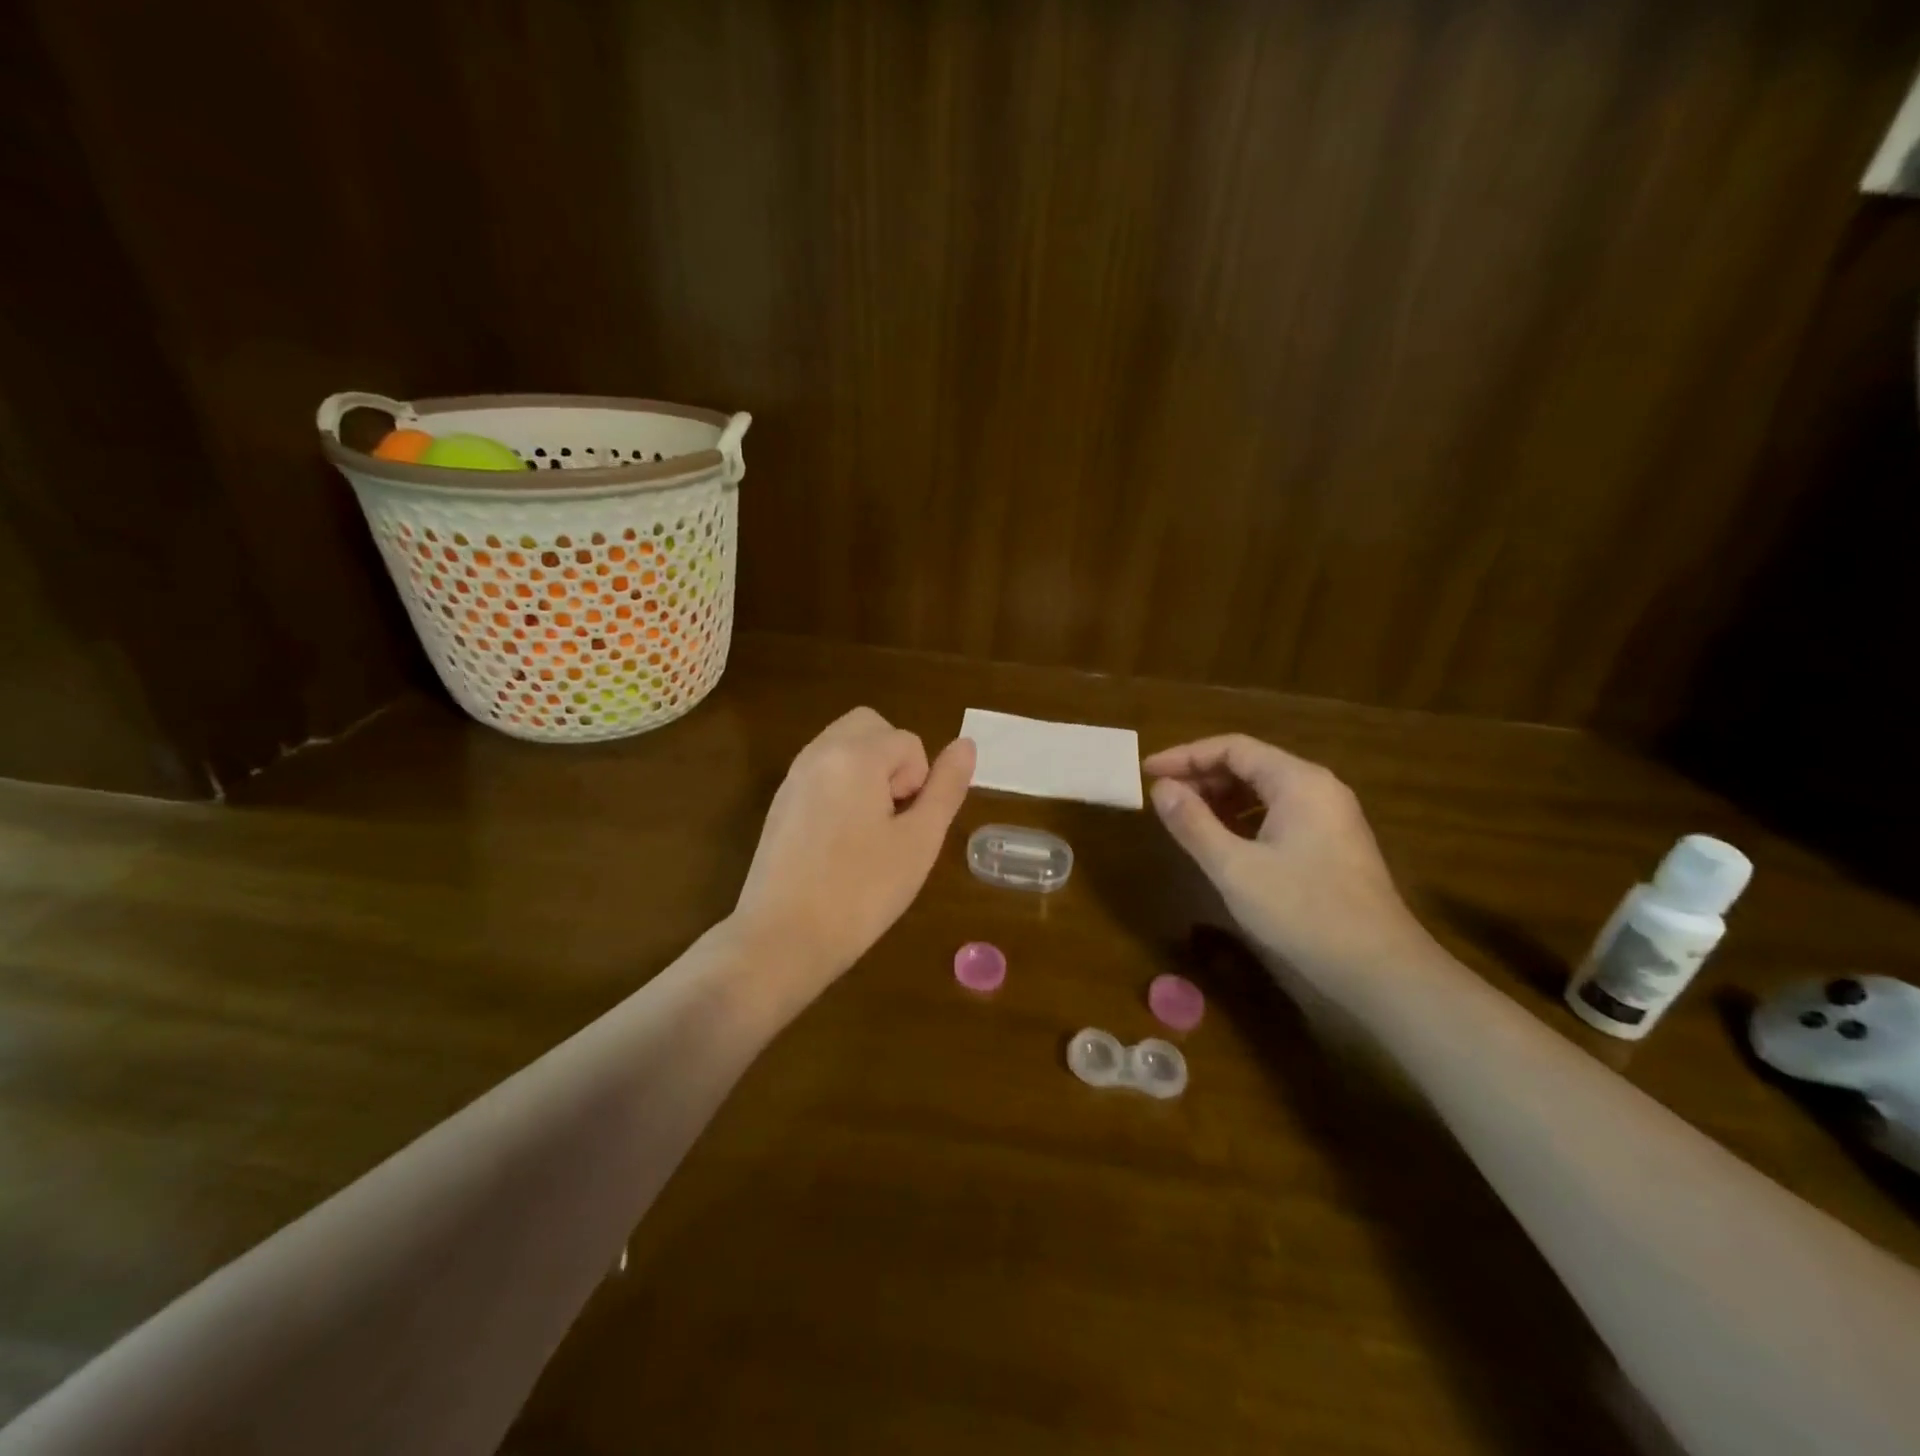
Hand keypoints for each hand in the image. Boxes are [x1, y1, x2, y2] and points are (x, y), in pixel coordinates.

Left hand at [732, 707, 975, 987]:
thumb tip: (966, 744)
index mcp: (855, 755)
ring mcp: (794, 776)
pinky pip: (821, 770)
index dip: (919, 782)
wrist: (783, 938)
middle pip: (870, 726)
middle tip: (893, 817)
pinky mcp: (780, 802)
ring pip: (844, 746)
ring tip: (869, 829)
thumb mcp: (919, 841)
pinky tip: (841, 839)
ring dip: (868, 771)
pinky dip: (842, 786)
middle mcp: (819, 752)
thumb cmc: (861, 891)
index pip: (908, 741)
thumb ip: (946, 787)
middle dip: (893, 760)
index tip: (906, 827)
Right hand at [1143, 735, 1430, 978]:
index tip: (1148, 772)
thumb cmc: (1303, 911)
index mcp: (1298, 782)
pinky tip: (1223, 842)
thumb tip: (1161, 788)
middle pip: (1251, 764)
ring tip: (1185, 818)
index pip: (1233, 748)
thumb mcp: (1235, 868)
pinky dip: (1244, 819)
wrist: (1379, 970)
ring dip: (1222, 798)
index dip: (1185, 755)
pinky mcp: (1333, 846)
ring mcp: (1330, 818)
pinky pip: (1279, 814)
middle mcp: (1318, 789)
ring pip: (1265, 791)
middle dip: (1202, 777)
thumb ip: (1193, 824)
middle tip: (1162, 798)